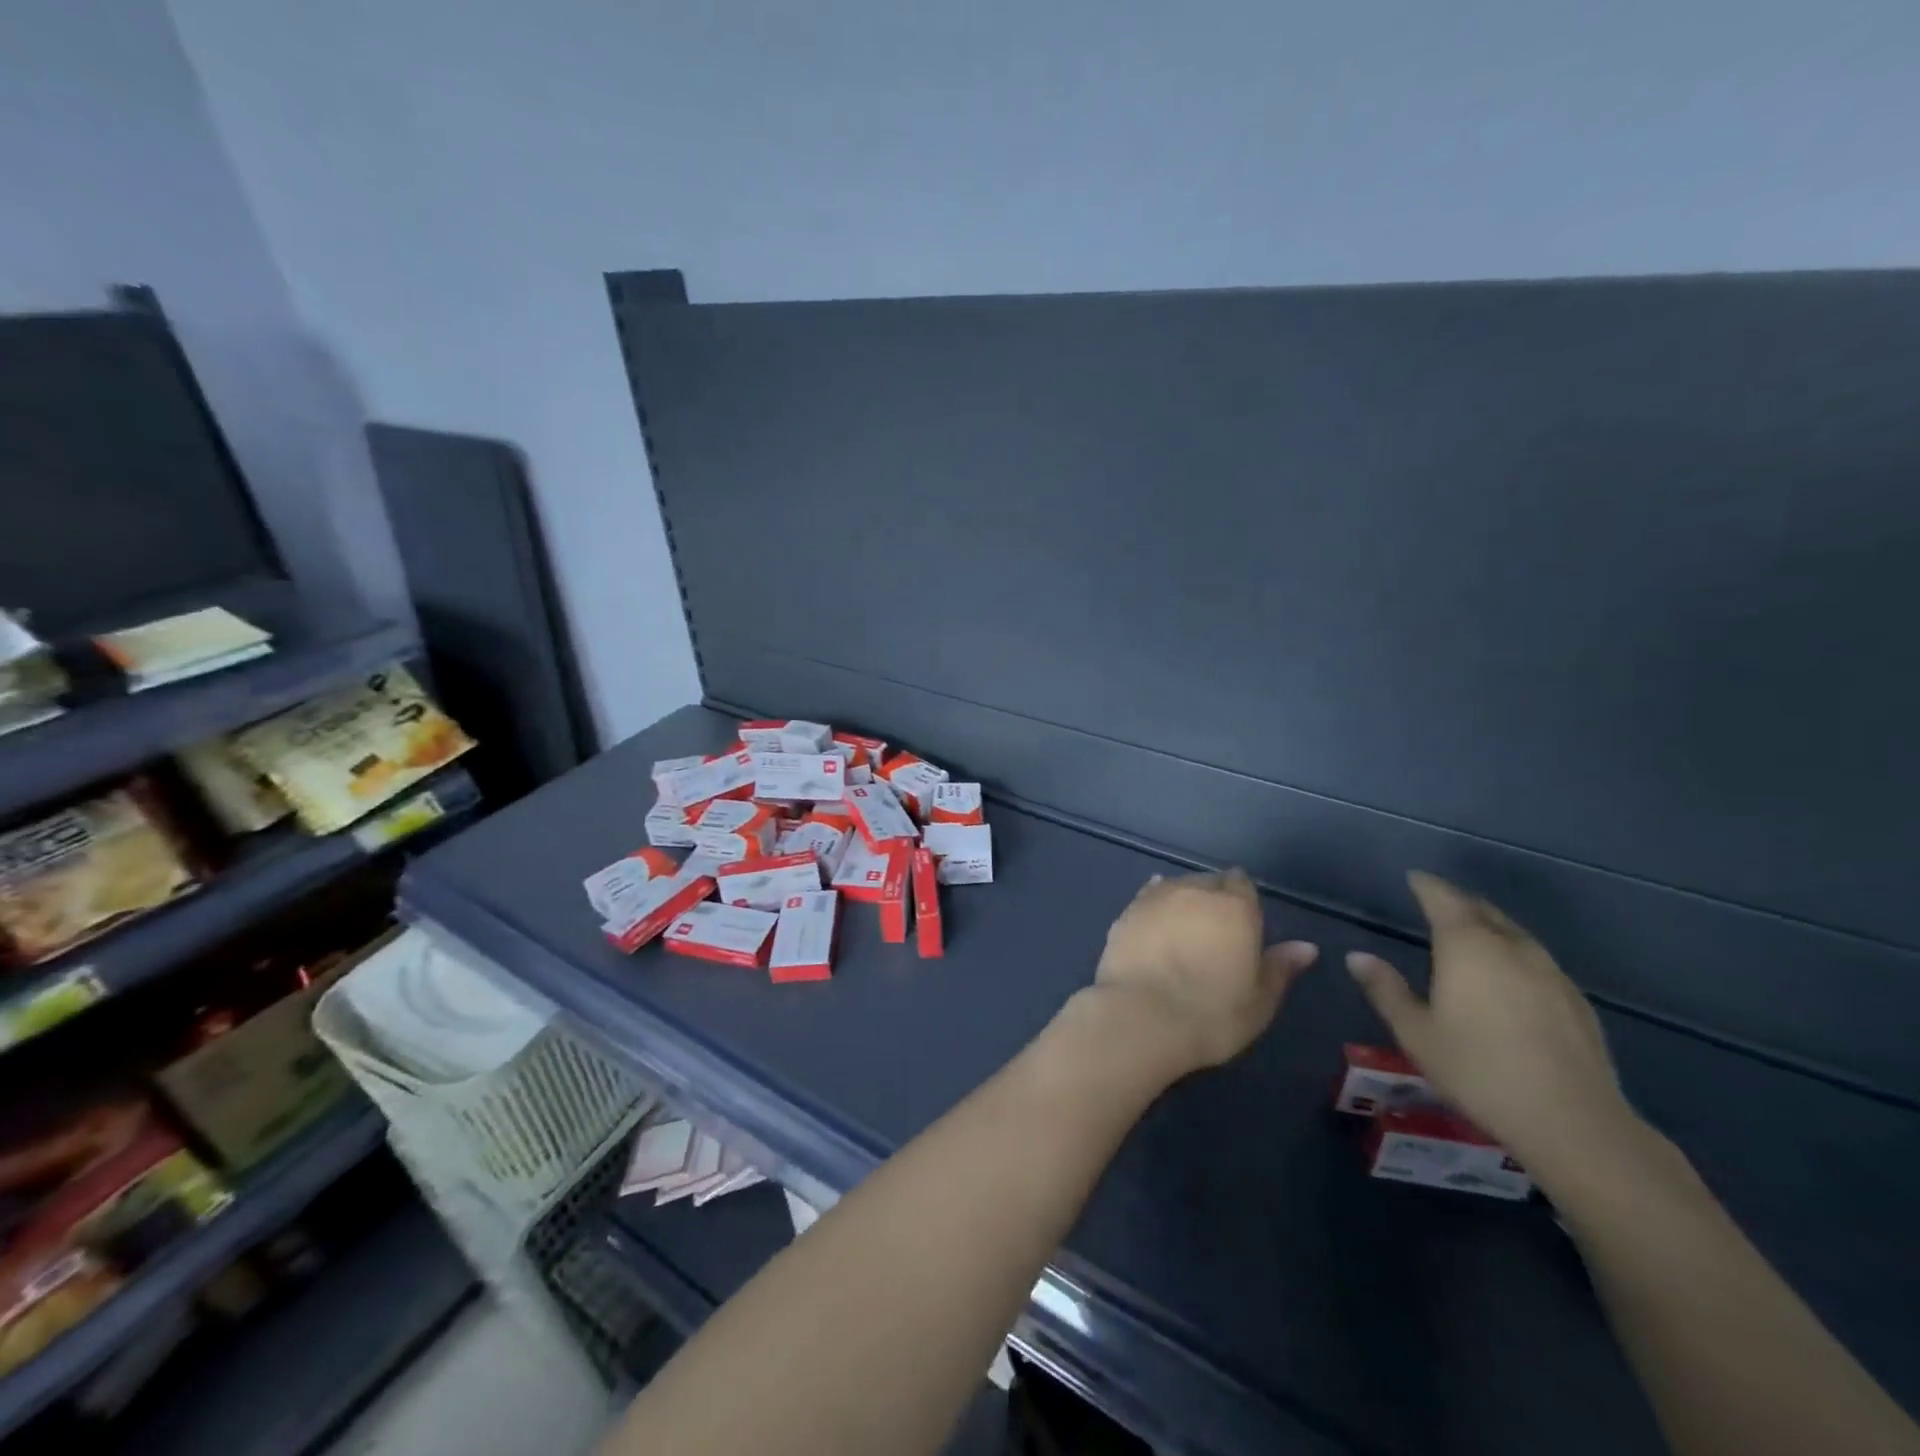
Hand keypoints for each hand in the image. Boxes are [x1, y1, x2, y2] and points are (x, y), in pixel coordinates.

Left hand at [1094, 869, 1317, 1072]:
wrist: (1142, 1017)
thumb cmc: (1212, 1014)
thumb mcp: (1259, 1000)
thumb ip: (1280, 967)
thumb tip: (1306, 947)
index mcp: (1234, 906)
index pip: (1242, 884)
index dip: (1243, 900)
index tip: (1242, 924)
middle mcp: (1194, 891)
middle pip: (1208, 882)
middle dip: (1214, 898)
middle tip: (1214, 931)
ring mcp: (1156, 898)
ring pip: (1176, 887)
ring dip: (1183, 901)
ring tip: (1184, 929)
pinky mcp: (1126, 912)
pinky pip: (1147, 898)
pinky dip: (1155, 907)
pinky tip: (1155, 918)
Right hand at [1346, 872, 1634, 1167]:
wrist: (1573, 1122)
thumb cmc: (1478, 1070)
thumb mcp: (1416, 1032)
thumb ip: (1385, 989)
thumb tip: (1356, 956)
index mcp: (1467, 946)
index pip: (1443, 899)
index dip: (1426, 885)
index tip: (1413, 877)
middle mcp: (1511, 947)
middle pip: (1483, 911)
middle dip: (1458, 902)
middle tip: (1438, 902)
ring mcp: (1550, 972)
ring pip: (1514, 934)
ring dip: (1490, 926)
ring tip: (1472, 934)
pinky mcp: (1576, 1000)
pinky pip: (1537, 960)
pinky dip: (1514, 954)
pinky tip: (1510, 978)